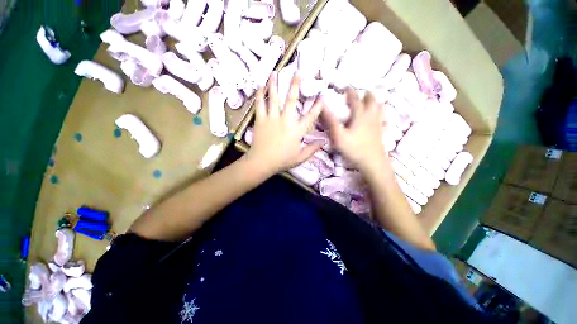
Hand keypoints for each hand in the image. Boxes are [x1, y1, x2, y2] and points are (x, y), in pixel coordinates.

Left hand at [246, 72, 323, 174]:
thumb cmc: (282, 161)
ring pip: (274, 98)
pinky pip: (260, 105)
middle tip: (297, 73)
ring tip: (275, 72)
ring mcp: (272, 119)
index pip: (310, 116)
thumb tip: (324, 142)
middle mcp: (285, 121)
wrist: (261, 163)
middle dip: (295, 85)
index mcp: (297, 131)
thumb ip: (312, 149)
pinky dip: (260, 95)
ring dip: (274, 84)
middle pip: (291, 100)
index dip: (317, 106)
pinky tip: (260, 86)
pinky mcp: (260, 120)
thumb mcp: (300, 158)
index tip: (321, 96)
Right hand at [322, 91, 389, 174]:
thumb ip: (330, 120)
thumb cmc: (353, 148)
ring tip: (371, 102)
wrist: (372, 161)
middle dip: (366, 95)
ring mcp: (378, 124)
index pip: (355, 98)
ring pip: (380, 108)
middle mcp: (371, 116)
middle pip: (371, 100)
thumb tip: (322, 107)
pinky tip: (380, 120)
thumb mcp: (338, 135)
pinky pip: (384, 120)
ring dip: (375, 102)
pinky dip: (382, 117)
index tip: (346, 88)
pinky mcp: (381, 132)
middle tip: (360, 94)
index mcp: (360, 114)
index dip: (350, 92)